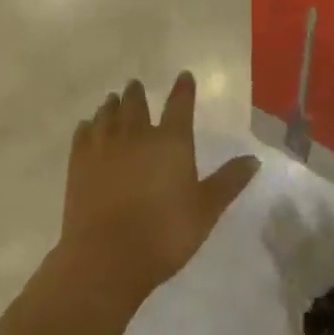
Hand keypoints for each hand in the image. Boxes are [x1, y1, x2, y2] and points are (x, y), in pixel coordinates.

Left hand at [58, 73, 259, 303]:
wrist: (106, 258)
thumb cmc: (164, 234)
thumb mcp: (206, 210)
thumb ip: (229, 182)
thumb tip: (254, 158)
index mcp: (171, 141)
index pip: (180, 104)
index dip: (183, 89)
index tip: (184, 76)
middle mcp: (137, 135)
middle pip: (136, 104)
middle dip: (137, 93)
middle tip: (136, 85)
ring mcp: (104, 147)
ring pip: (108, 114)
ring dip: (112, 104)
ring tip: (113, 99)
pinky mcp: (79, 164)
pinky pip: (83, 134)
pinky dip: (88, 126)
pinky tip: (88, 126)